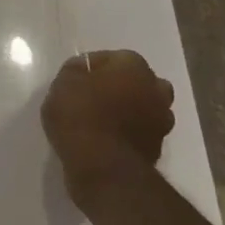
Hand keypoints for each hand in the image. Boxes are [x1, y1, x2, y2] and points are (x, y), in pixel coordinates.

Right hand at [41, 50, 174, 209]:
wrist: (103, 166)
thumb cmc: (80, 115)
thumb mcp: (62, 83)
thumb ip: (75, 71)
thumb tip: (84, 70)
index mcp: (134, 67)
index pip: (112, 57)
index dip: (92, 67)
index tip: (75, 79)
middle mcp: (155, 89)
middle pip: (137, 81)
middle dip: (120, 86)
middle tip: (93, 96)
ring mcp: (162, 120)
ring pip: (144, 107)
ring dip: (128, 110)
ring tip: (100, 120)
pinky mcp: (158, 147)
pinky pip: (141, 131)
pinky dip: (129, 132)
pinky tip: (107, 138)